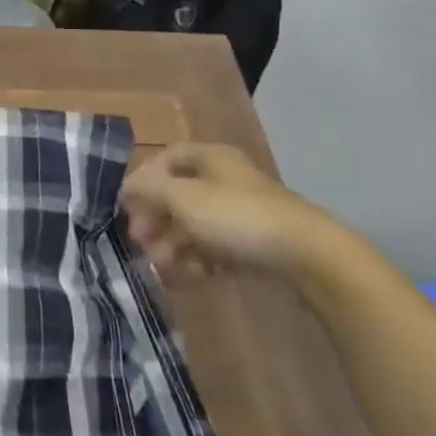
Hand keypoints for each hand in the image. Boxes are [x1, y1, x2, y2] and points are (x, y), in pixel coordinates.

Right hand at [119, 142, 345, 280]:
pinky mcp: (256, 243)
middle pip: (178, 195)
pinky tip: (194, 277)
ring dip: (173, 245)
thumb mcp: (182, 198)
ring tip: (164, 267)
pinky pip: (217, 247)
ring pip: (195, 224)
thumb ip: (148, 190)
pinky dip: (200, 260)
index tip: (128, 206)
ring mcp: (243, 212)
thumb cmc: (236, 217)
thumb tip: (126, 187)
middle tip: (141, 243)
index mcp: (210, 158)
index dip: (143, 179)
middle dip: (155, 220)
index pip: (165, 158)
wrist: (309, 257)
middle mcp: (225, 179)